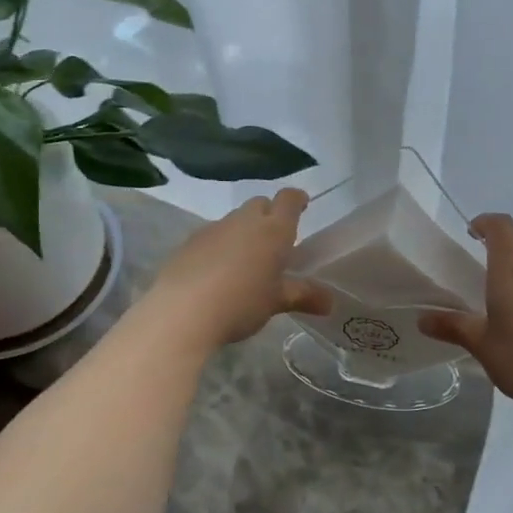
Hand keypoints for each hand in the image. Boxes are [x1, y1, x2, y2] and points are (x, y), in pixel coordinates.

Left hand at [145, 189, 332, 349]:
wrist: (182, 312)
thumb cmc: (241, 303)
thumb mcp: (276, 302)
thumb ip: (303, 296)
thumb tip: (330, 302)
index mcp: (273, 230)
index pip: (288, 199)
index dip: (297, 199)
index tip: (302, 204)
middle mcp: (244, 221)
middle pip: (259, 204)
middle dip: (269, 214)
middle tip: (274, 239)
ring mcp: (213, 229)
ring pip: (234, 219)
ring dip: (243, 231)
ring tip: (245, 260)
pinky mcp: (189, 242)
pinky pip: (212, 235)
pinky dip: (220, 245)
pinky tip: (217, 271)